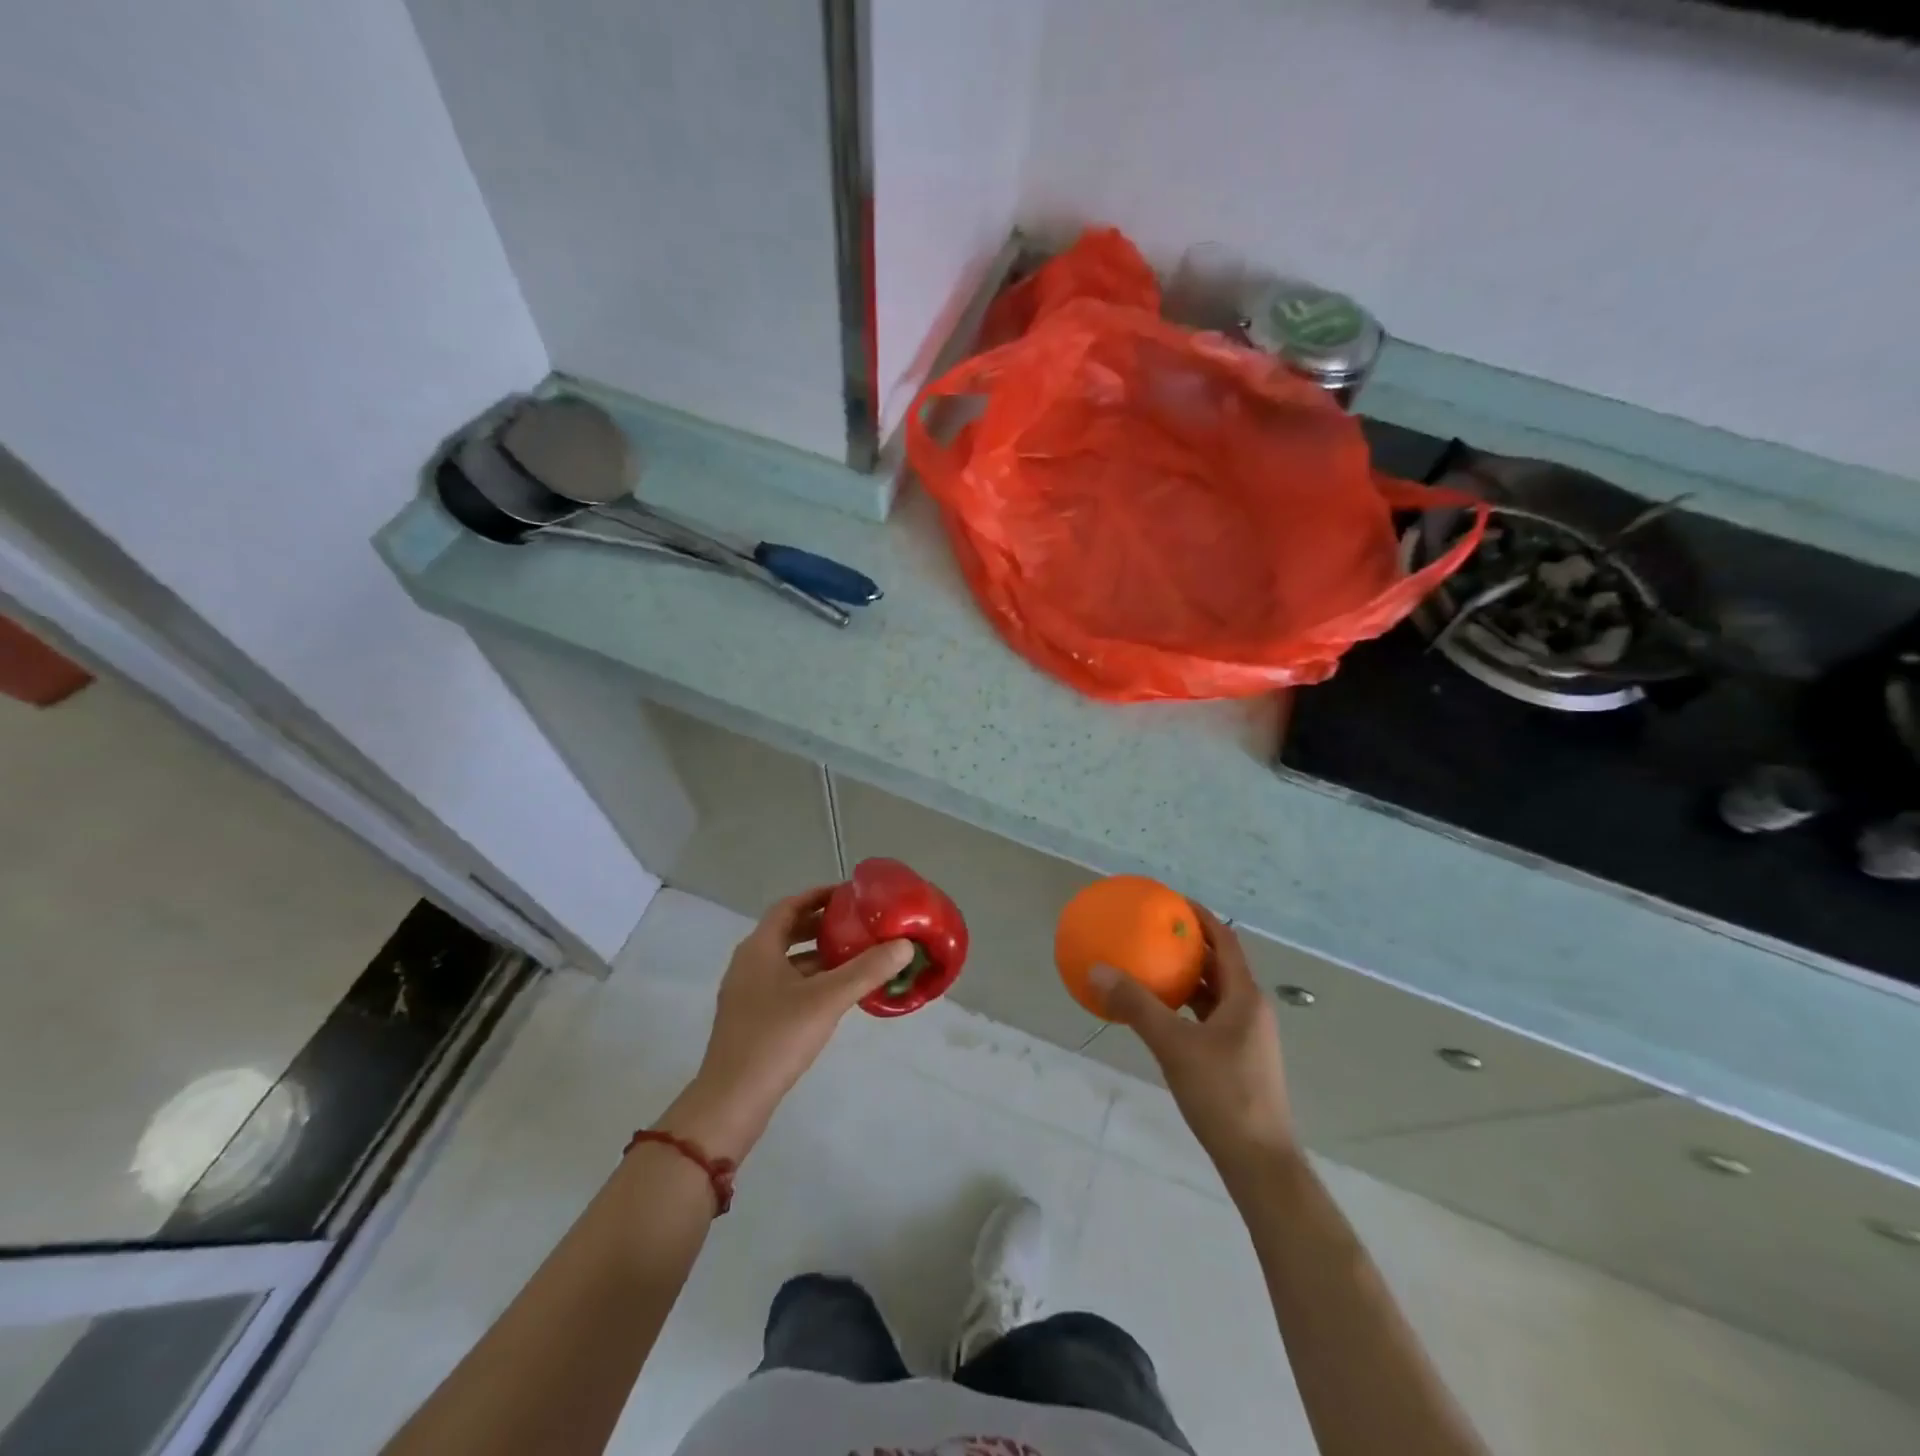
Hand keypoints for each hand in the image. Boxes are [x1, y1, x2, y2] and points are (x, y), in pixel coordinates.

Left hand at [659, 889, 912, 1160]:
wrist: (732, 1100)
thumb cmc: (776, 1038)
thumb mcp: (827, 999)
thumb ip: (867, 970)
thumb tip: (905, 945)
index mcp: (759, 948)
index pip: (789, 906)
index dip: (818, 895)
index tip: (850, 894)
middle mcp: (749, 963)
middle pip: (788, 931)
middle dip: (822, 924)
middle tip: (858, 924)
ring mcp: (747, 992)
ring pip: (787, 960)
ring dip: (818, 954)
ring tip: (855, 955)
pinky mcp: (752, 1018)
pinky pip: (784, 984)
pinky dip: (810, 979)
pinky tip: (836, 994)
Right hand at [1092, 906, 1297, 1181]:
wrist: (1259, 1161)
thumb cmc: (1223, 1094)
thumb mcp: (1173, 1045)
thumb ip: (1136, 1006)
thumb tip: (1098, 970)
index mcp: (1245, 997)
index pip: (1225, 941)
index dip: (1201, 917)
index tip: (1172, 902)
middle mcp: (1250, 1010)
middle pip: (1219, 965)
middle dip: (1189, 945)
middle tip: (1153, 931)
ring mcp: (1246, 1037)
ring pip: (1213, 994)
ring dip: (1185, 977)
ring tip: (1150, 965)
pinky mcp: (1237, 1059)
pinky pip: (1208, 1017)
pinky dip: (1185, 1006)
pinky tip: (1158, 1014)